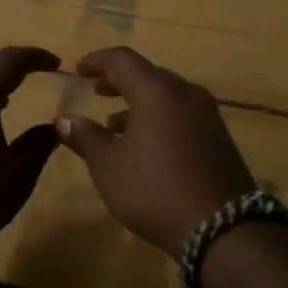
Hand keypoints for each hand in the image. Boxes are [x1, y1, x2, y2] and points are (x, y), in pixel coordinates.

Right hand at [55, 46, 257, 254]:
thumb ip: (85, 137)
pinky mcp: (219, 138)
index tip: (77, 71)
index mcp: (156, 92)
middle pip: (148, 74)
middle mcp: (185, 93)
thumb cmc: (155, 189)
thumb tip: (64, 120)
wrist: (223, 228)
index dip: (97, 60)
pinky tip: (146, 145)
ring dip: (139, 102)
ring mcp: (207, 115)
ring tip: (115, 124)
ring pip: (167, 95)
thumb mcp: (108, 166)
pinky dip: (159, 118)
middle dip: (119, 80)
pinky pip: (182, 114)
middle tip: (97, 91)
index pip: (122, 59)